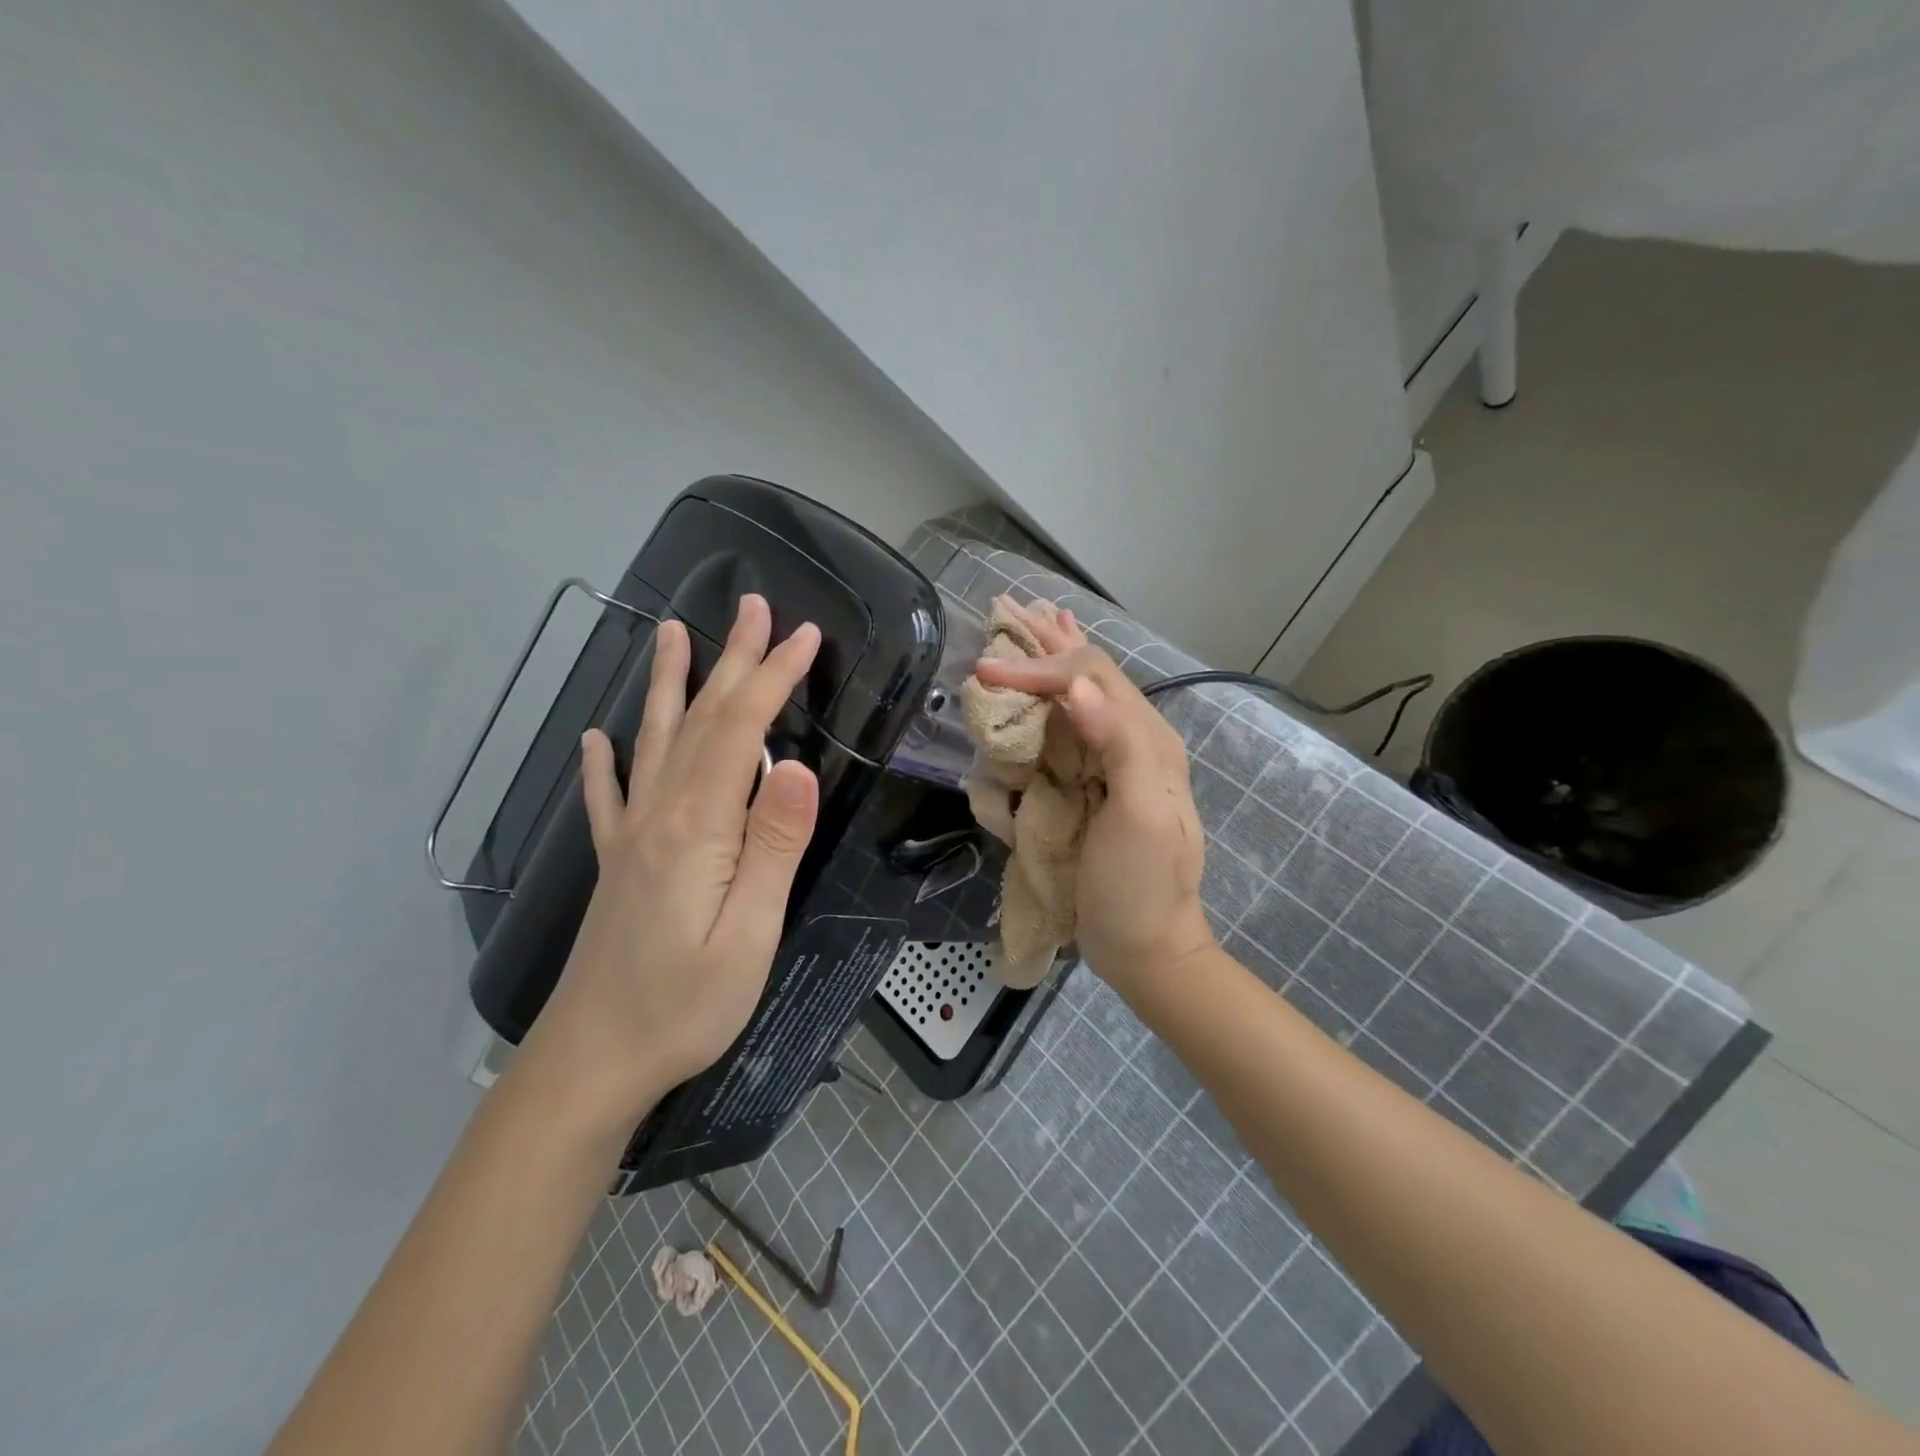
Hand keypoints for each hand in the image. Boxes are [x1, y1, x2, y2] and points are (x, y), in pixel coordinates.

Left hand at [528, 595, 821, 1120]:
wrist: (592, 1061)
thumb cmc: (685, 1005)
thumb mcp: (750, 934)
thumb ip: (774, 846)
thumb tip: (800, 767)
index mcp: (697, 827)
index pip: (742, 732)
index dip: (773, 678)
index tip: (804, 636)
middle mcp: (658, 815)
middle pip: (701, 720)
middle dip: (732, 660)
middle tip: (753, 606)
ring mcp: (631, 836)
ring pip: (655, 741)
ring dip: (671, 684)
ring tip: (671, 633)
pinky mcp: (616, 863)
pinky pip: (608, 796)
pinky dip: (605, 760)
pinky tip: (596, 739)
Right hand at [973, 599, 1213, 997]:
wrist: (1147, 947)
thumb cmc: (1141, 887)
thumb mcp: (1141, 820)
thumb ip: (1117, 747)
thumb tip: (1078, 686)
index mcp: (1147, 740)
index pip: (1090, 679)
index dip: (1039, 665)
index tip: (986, 670)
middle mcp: (1133, 738)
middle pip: (1089, 672)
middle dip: (1048, 639)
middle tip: (1009, 605)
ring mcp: (1114, 760)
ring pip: (1080, 692)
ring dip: (1052, 656)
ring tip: (1031, 622)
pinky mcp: (1095, 783)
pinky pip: (1070, 724)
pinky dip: (1052, 693)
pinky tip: (1043, 684)